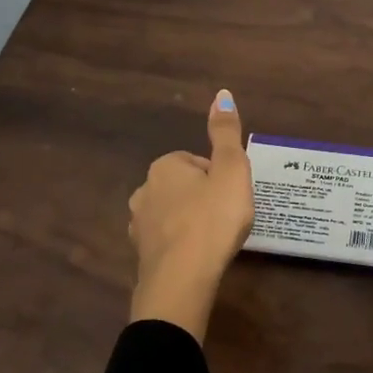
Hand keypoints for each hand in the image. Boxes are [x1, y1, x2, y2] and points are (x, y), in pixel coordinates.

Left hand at [127, 89, 253, 339]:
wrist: (182, 278)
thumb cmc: (213, 219)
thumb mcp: (231, 170)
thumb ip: (226, 133)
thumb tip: (222, 93)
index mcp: (166, 165)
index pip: (198, 163)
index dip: (220, 179)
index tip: (233, 197)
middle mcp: (144, 188)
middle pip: (184, 187)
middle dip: (204, 199)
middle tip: (227, 218)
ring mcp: (139, 223)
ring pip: (173, 213)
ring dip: (191, 222)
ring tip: (214, 240)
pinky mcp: (140, 253)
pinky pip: (166, 240)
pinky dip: (181, 245)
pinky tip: (197, 258)